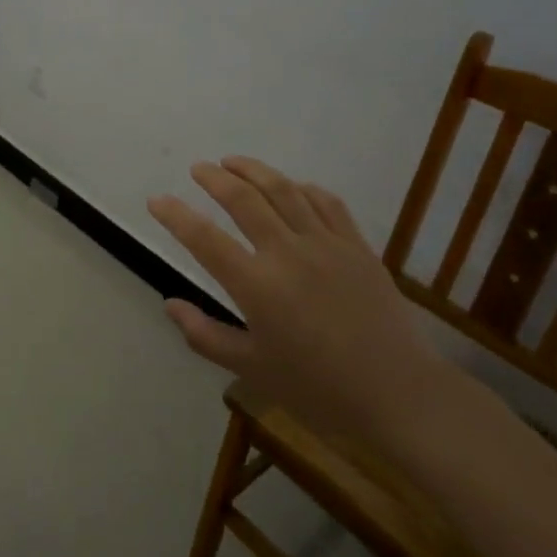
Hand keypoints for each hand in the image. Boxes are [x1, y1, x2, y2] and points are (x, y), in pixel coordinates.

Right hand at [149, 157, 452, 446]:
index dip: (175, 216)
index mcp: (257, 286)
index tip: (157, 200)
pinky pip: (326, 203)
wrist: (399, 395)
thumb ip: (205, 335)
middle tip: (199, 169)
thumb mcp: (252, 369)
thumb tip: (170, 304)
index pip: (204, 239)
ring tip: (233, 161)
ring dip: (254, 170)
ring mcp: (326, 245)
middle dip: (215, 178)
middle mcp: (288, 253)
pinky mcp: (357, 246)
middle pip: (243, 199)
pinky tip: (292, 186)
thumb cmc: (318, 389)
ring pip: (284, 191)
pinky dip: (302, 188)